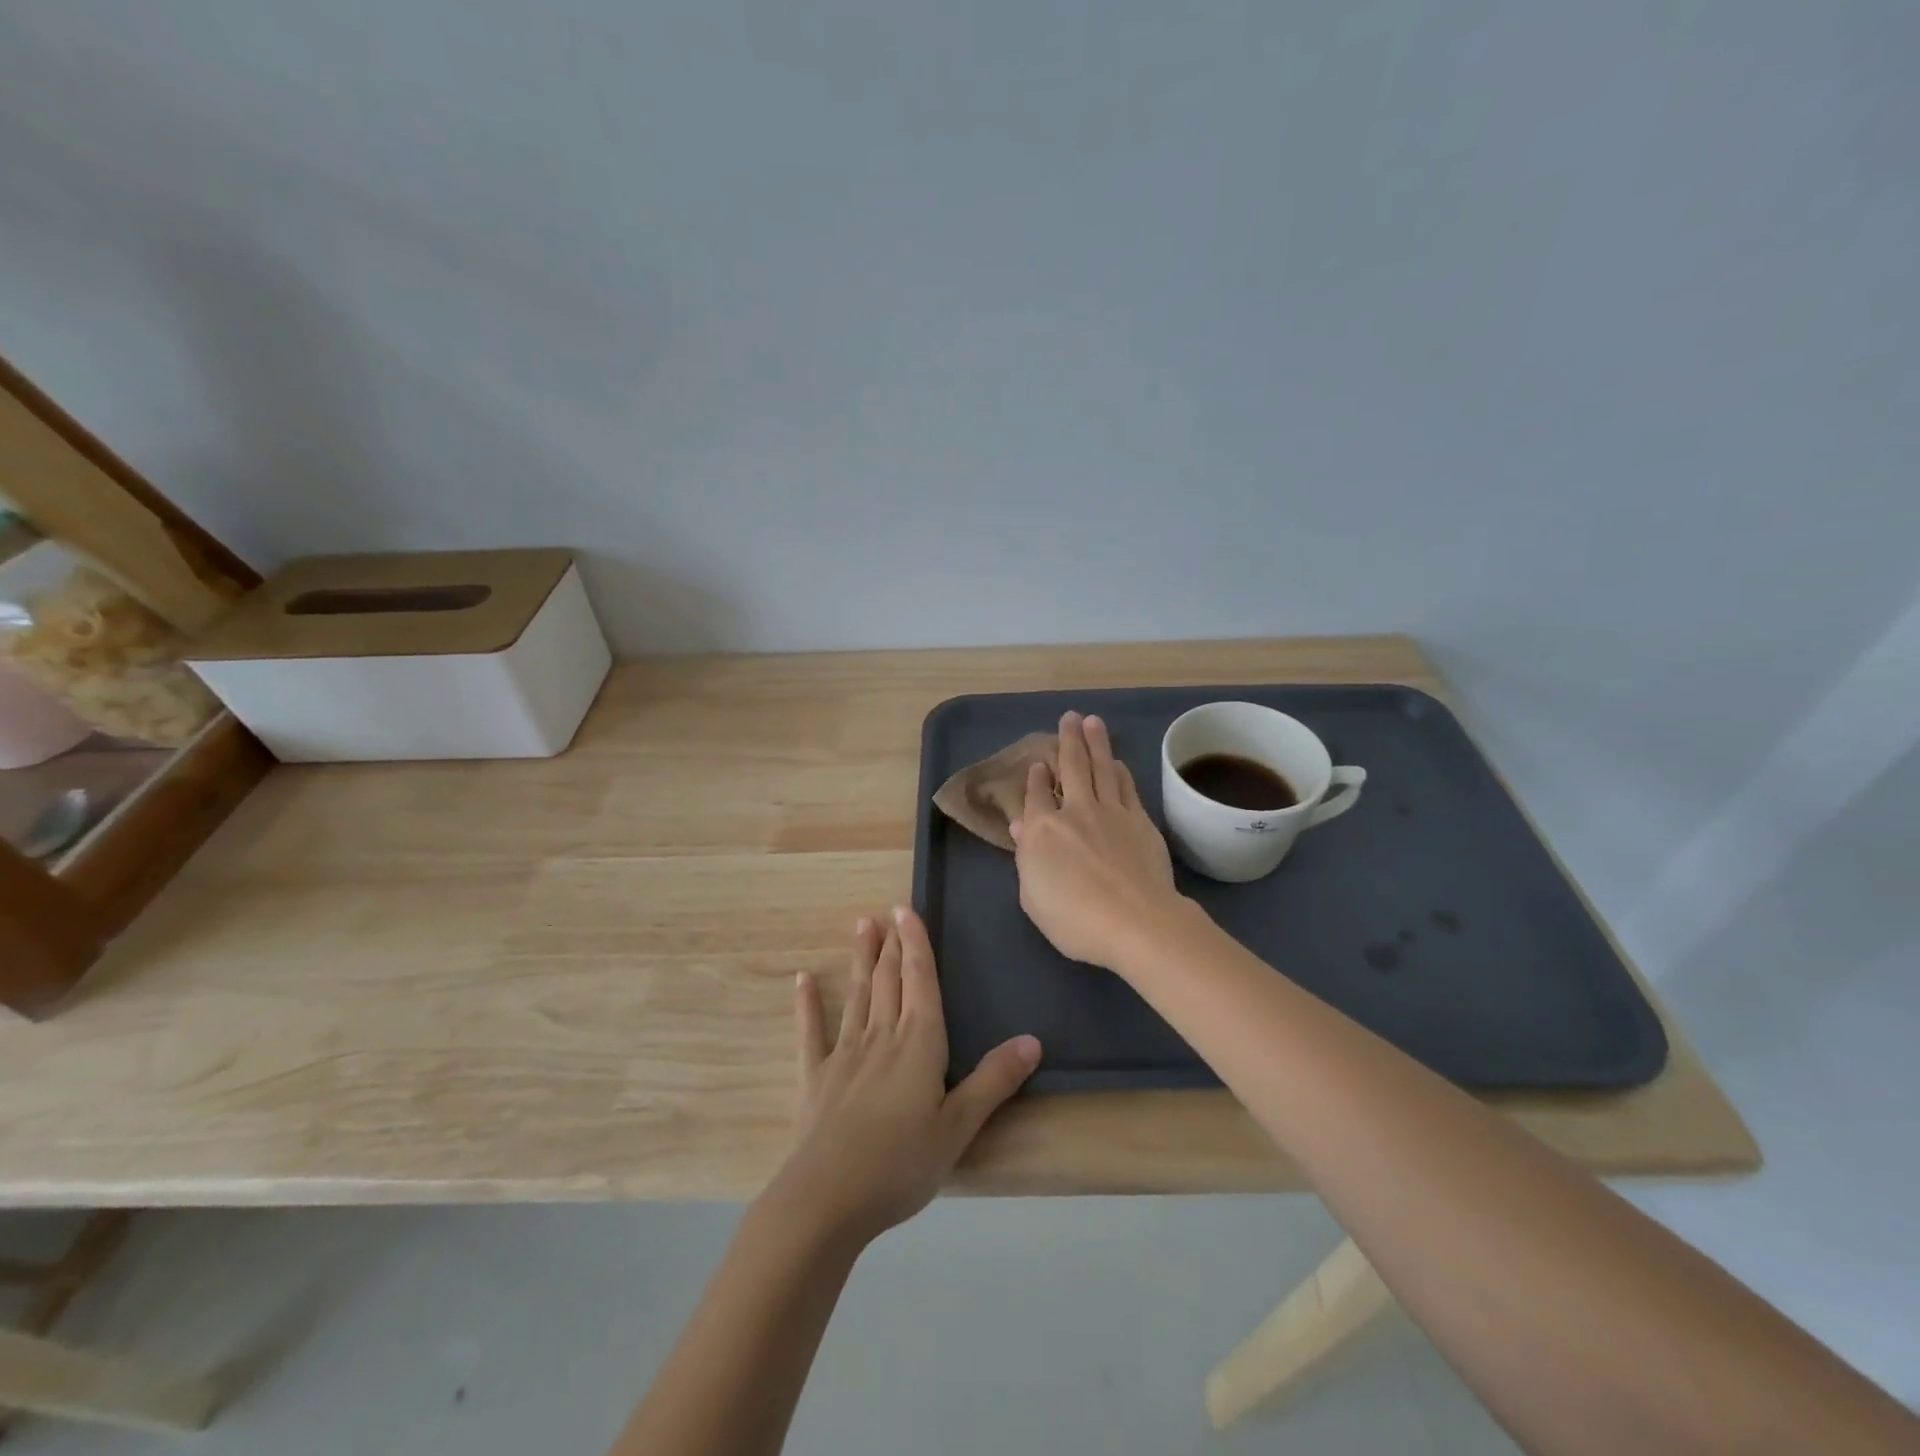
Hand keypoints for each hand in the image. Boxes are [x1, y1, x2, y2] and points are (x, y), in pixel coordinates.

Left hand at [768, 908, 1040, 1247]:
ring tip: (862, 927)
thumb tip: (1032, 1040)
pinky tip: (802, 980)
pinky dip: (808, 1005)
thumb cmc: (901, 1164)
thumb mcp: (959, 1127)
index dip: (917, 944)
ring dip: (861, 960)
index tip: (907, 909)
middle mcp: (882, 1037)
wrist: (827, 1198)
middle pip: (889, 981)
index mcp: (919, 1044)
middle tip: (887, 911)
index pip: (920, 981)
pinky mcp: (815, 1078)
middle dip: (892, 945)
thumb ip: (994, 1081)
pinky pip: (812, 1033)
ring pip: (858, 996)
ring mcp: (844, 1054)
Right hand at [1010, 711, 1185, 970]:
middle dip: (1068, 740)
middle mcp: (1074, 811)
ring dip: (1096, 743)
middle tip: (1070, 717)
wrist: (1135, 921)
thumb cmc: (1074, 920)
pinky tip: (1118, 762)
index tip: (1038, 764)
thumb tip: (1021, 827)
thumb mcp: (1033, 898)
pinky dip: (1120, 771)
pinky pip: (1127, 787)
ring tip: (1093, 722)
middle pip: (1071, 767)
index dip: (1036, 778)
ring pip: (1101, 768)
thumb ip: (1026, 859)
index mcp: (1041, 830)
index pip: (1036, 795)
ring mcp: (1110, 812)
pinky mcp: (1139, 820)